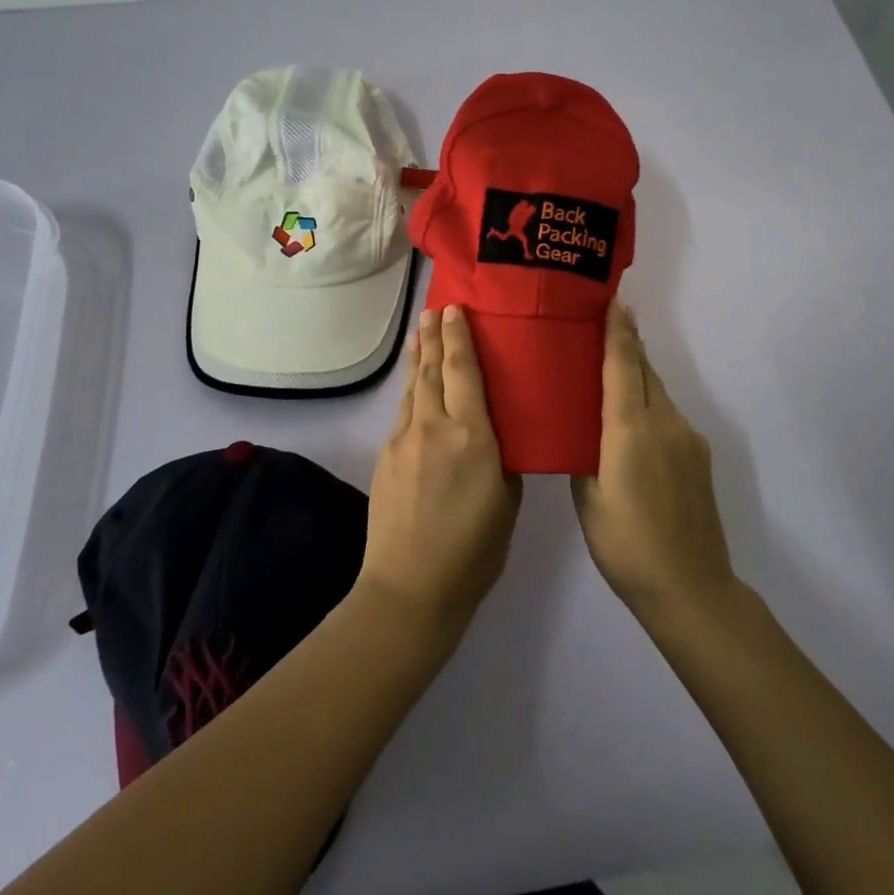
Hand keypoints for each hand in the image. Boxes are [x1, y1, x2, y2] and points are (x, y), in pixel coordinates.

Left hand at [359, 306, 521, 636]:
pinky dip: (412, 390)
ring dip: (420, 357)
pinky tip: (415, 388)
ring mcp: (404, 440)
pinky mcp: (386, 457)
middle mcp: (434, 427)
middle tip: (435, 308)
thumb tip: (493, 439)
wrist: (410, 587)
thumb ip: (502, 461)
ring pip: (414, 388)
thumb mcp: (506, 502)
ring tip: (422, 332)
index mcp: (472, 436)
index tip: (455, 308)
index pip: (464, 371)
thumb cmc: (473, 551)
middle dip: (435, 336)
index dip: (459, 337)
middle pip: (434, 370)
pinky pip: (404, 412)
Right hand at [573, 301, 735, 623]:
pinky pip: (668, 415)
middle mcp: (664, 422)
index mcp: (630, 429)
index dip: (617, 330)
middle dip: (627, 344)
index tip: (613, 300)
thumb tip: (580, 430)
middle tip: (604, 322)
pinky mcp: (699, 456)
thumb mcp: (588, 497)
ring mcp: (687, 438)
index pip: (623, 365)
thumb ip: (584, 453)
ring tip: (612, 368)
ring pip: (658, 392)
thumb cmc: (625, 544)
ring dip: (638, 374)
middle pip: (644, 370)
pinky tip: (634, 421)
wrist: (691, 587)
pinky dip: (649, 403)